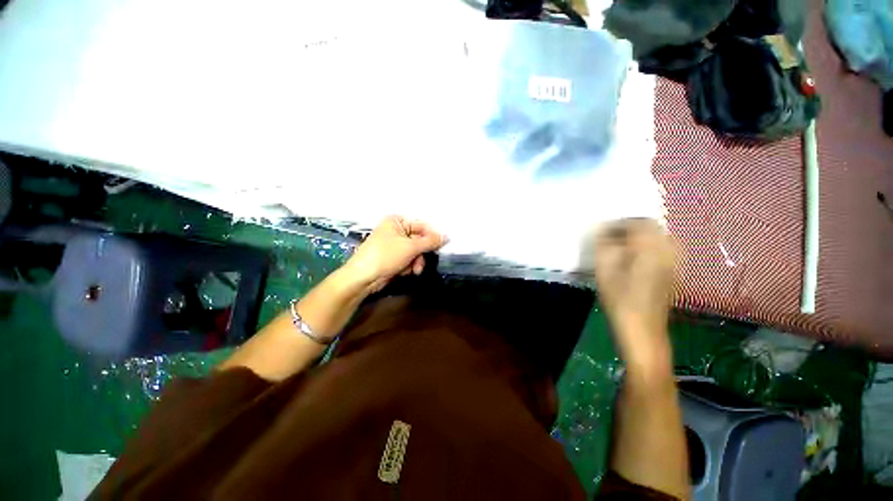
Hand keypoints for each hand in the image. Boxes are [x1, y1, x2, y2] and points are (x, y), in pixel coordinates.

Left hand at [343, 216, 448, 292]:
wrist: (363, 278)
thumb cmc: (385, 256)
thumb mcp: (410, 247)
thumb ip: (430, 241)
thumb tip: (447, 236)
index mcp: (397, 221)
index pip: (421, 225)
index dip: (433, 236)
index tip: (444, 245)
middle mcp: (396, 230)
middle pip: (419, 239)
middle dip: (422, 253)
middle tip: (424, 260)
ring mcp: (394, 244)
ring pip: (415, 251)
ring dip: (416, 262)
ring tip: (414, 270)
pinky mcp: (393, 257)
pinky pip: (408, 259)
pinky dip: (409, 266)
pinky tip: (404, 271)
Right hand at [593, 219, 675, 360]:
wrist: (643, 330)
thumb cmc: (620, 300)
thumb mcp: (605, 272)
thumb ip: (604, 246)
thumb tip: (602, 229)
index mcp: (651, 250)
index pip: (637, 223)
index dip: (618, 223)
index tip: (603, 230)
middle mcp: (668, 252)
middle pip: (651, 227)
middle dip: (630, 227)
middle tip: (611, 237)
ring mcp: (675, 262)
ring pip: (659, 236)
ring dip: (640, 236)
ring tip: (622, 246)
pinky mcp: (674, 272)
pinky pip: (664, 248)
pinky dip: (649, 245)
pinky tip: (636, 256)